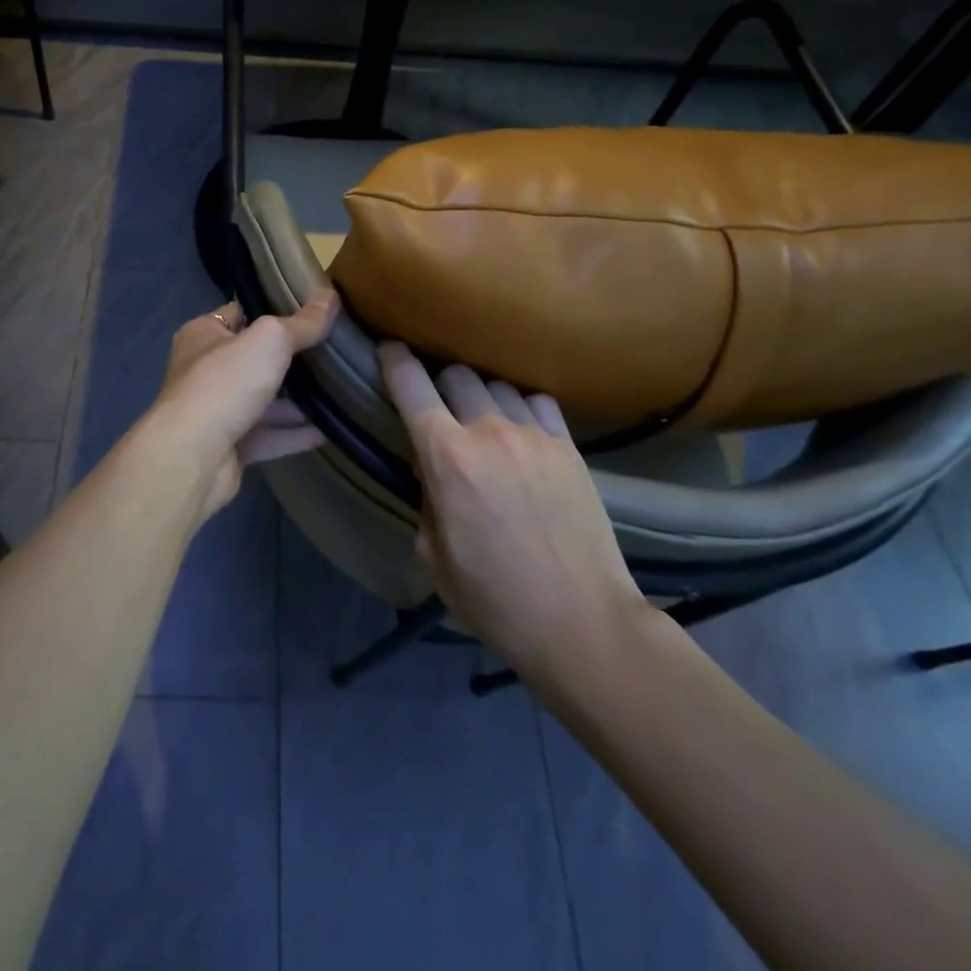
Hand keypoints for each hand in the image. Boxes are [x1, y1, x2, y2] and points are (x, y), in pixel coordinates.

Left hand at [150, 292, 339, 521]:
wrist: (191, 456)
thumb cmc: (224, 383)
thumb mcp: (269, 341)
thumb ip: (302, 323)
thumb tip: (330, 296)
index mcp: (203, 335)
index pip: (238, 313)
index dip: (270, 309)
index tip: (308, 311)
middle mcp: (205, 371)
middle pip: (253, 359)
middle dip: (288, 358)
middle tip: (330, 351)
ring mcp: (216, 411)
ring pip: (262, 400)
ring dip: (295, 400)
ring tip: (337, 390)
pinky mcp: (228, 447)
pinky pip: (268, 436)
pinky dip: (294, 434)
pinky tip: (328, 430)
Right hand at [377, 343, 647, 677]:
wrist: (581, 621)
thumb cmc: (494, 598)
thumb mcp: (434, 555)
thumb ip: (426, 497)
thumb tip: (433, 470)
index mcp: (446, 456)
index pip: (410, 384)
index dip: (394, 360)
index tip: (389, 350)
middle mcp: (487, 430)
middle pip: (456, 373)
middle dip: (441, 384)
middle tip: (441, 409)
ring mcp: (533, 434)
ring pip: (497, 384)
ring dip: (482, 397)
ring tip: (484, 422)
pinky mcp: (568, 446)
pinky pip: (537, 402)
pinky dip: (521, 407)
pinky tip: (522, 431)